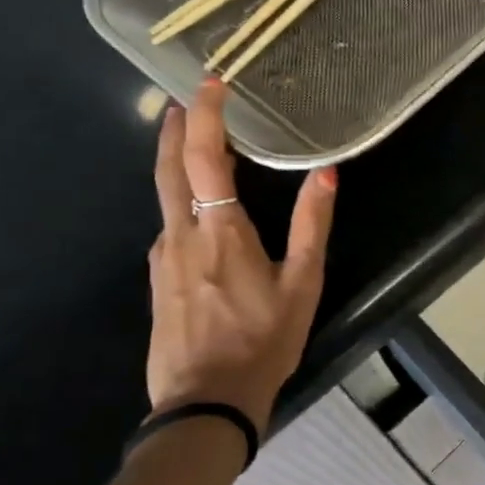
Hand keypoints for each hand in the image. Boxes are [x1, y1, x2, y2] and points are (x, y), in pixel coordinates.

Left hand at [146, 80, 337, 437]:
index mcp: (220, 230)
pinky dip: (181, 200)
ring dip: (177, 162)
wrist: (205, 402)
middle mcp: (181, 234)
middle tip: (184, 100)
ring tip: (197, 146)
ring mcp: (162, 258)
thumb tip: (326, 173)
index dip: (204, 114)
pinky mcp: (158, 280)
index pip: (204, 156)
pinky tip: (199, 213)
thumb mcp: (303, 284)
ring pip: (165, 196)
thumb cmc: (263, 341)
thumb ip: (311, 225)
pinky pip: (170, 226)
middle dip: (175, 127)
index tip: (209, 83)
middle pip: (168, 167)